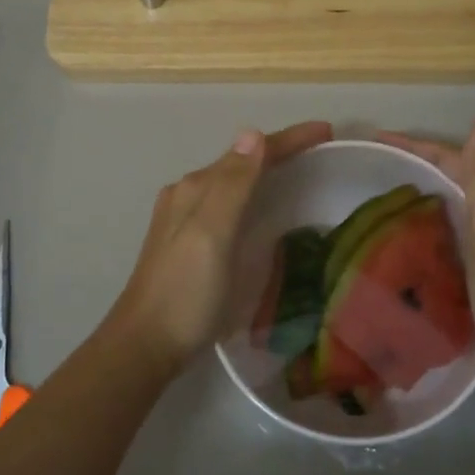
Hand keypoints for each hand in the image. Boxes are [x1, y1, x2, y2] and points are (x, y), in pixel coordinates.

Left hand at [106, 120, 333, 375]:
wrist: (146, 344)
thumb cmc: (186, 291)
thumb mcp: (213, 234)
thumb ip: (233, 184)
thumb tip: (253, 132)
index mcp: (197, 188)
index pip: (250, 152)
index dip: (290, 139)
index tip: (328, 131)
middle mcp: (189, 195)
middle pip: (242, 163)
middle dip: (280, 152)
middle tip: (321, 151)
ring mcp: (185, 219)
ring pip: (233, 183)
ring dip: (265, 172)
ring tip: (300, 174)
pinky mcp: (188, 243)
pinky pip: (227, 205)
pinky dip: (252, 197)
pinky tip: (262, 211)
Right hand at [377, 114, 474, 396]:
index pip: (455, 156)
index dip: (416, 145)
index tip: (376, 138)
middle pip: (456, 176)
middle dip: (416, 166)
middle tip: (372, 168)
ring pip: (456, 203)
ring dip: (424, 194)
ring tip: (382, 198)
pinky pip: (456, 230)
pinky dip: (433, 224)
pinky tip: (411, 237)